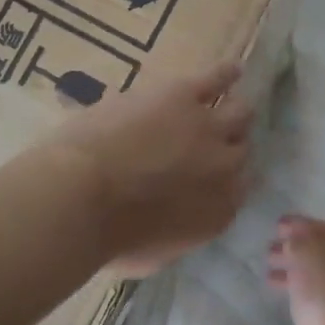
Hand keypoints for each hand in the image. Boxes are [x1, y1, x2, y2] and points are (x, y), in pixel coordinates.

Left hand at [50, 62, 254, 277]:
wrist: (82, 196)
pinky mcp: (183, 96)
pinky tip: (232, 69)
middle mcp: (224, 170)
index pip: (238, 191)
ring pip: (238, 112)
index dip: (227, 180)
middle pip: (242, 149)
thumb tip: (170, 223)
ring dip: (232, 111)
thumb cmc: (106, 238)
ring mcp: (207, 128)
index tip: (214, 176)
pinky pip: (216, 79)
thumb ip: (173, 236)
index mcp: (216, 214)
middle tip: (214, 141)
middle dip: (230, 146)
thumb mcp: (151, 255)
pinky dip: (225, 73)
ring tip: (230, 103)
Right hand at [267, 215, 324, 324]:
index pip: (323, 228)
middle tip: (268, 249)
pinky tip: (284, 297)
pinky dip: (298, 290)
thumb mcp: (309, 258)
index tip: (276, 225)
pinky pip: (315, 296)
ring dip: (293, 270)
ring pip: (316, 274)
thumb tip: (293, 239)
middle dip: (294, 247)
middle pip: (321, 251)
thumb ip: (299, 241)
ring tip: (268, 274)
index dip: (299, 224)